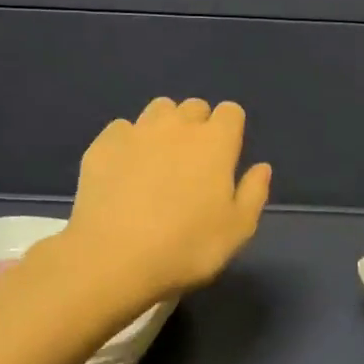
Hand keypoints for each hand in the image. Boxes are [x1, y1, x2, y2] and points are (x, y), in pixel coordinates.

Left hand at [65, 98, 272, 300]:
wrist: (113, 257)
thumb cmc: (186, 246)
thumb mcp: (237, 230)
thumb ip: (254, 193)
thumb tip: (261, 168)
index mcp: (215, 143)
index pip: (230, 112)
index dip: (230, 130)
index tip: (225, 157)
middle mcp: (177, 126)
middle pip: (194, 107)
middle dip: (198, 126)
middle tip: (193, 163)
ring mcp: (136, 132)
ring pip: (158, 110)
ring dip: (164, 127)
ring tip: (158, 161)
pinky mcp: (102, 145)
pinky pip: (121, 129)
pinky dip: (128, 142)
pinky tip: (124, 171)